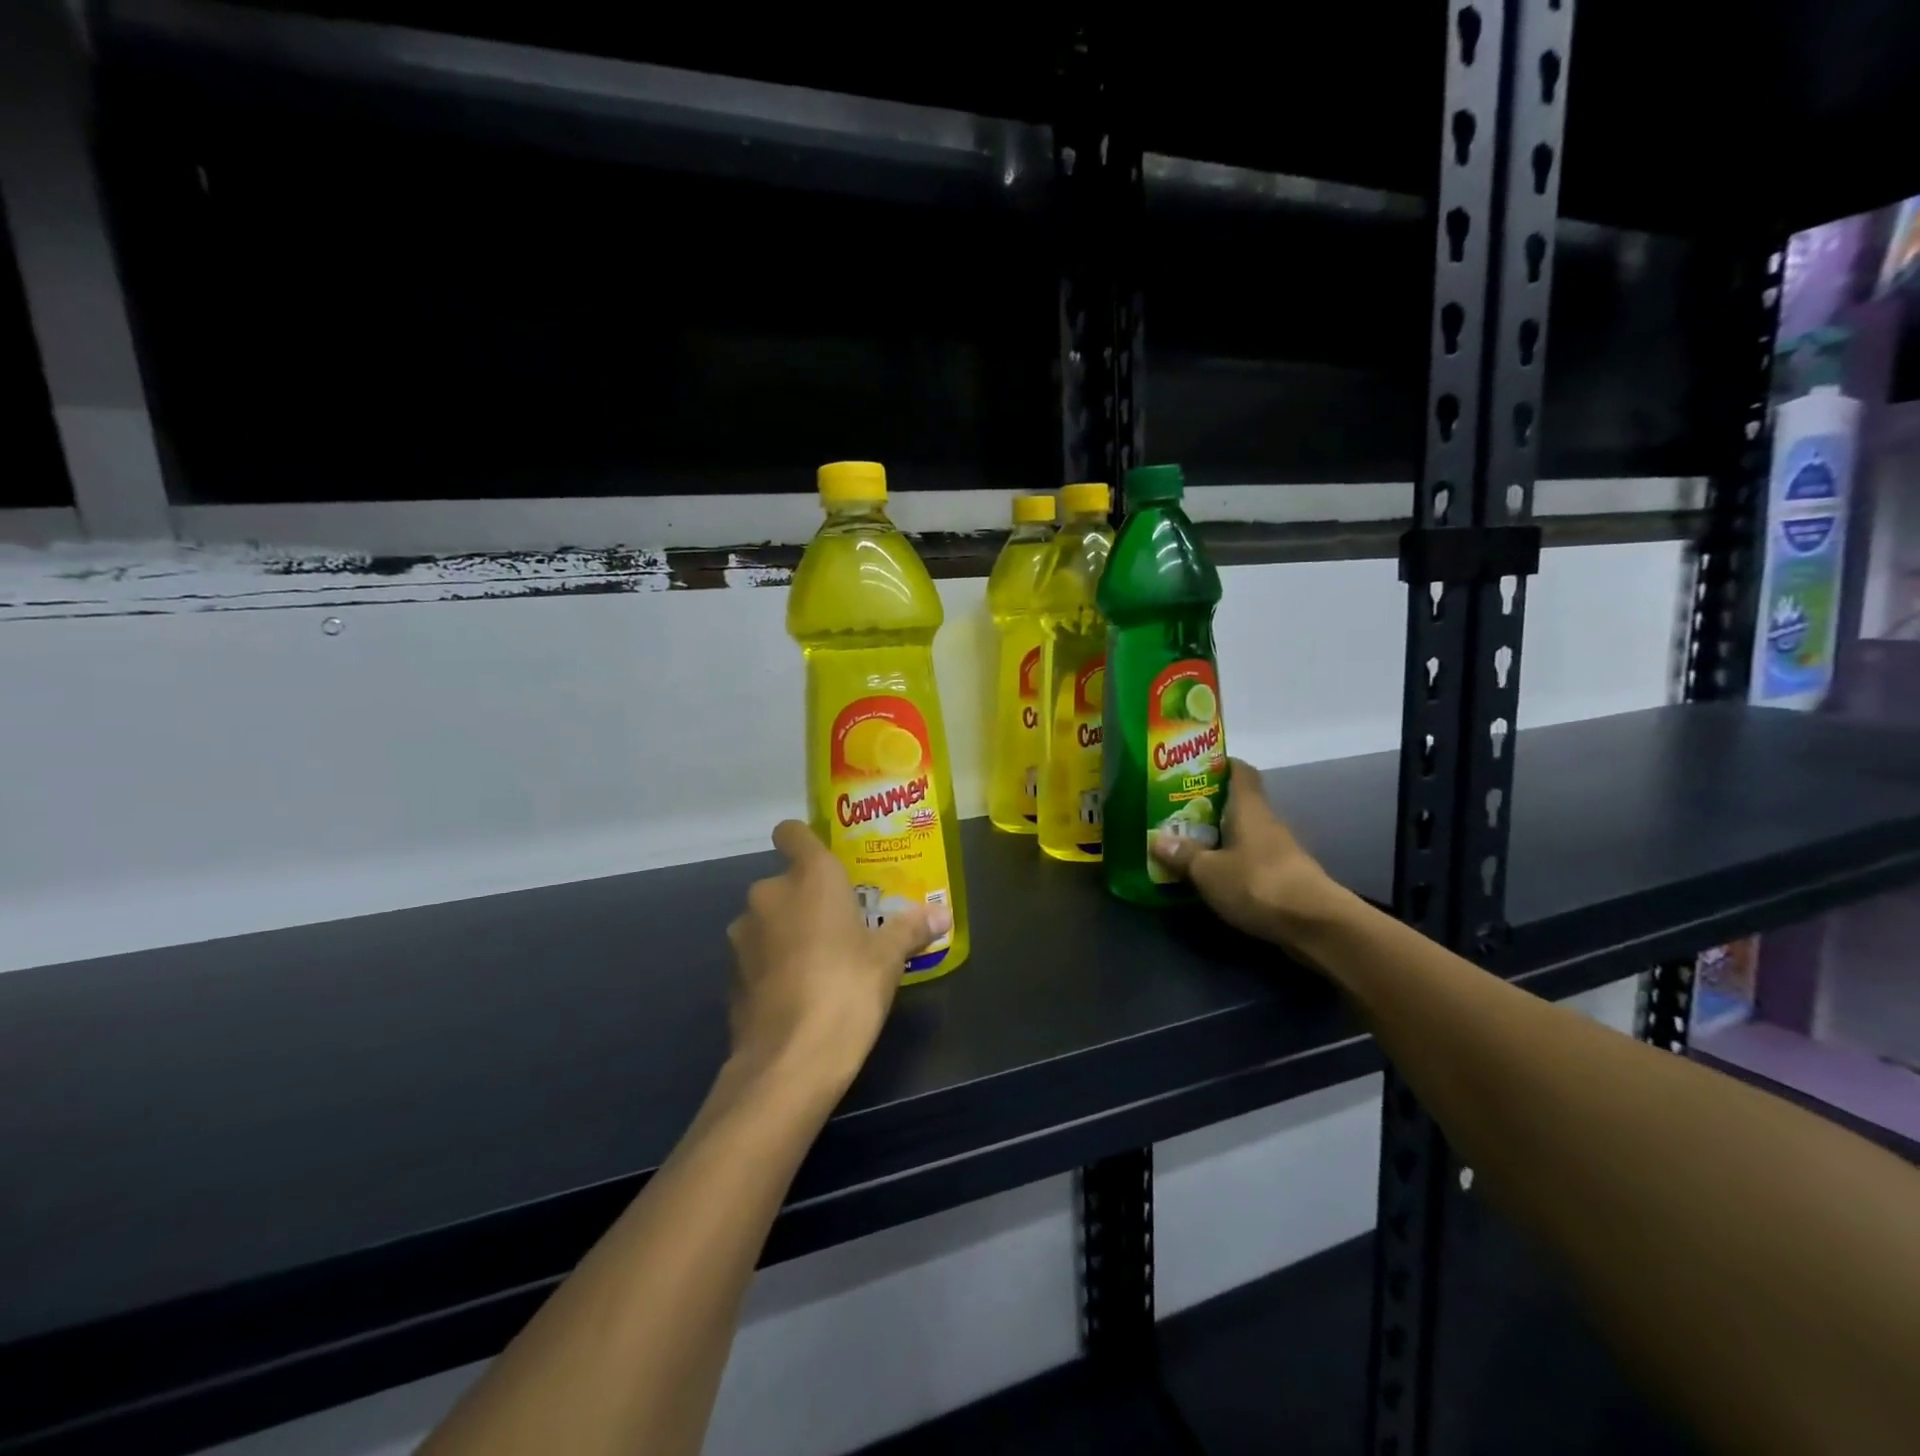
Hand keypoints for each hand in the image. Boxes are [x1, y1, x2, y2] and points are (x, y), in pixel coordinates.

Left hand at [726, 821, 951, 1089]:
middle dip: (806, 900)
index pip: (792, 833)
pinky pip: (756, 958)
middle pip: (785, 883)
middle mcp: (768, 895)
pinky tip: (797, 994)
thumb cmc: (847, 988)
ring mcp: (742, 936)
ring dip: (787, 933)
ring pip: (767, 921)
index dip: (803, 839)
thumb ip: (910, 928)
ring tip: (819, 962)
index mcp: (809, 877)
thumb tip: (942, 914)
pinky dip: (772, 966)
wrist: (789, 1060)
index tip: (823, 858)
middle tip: (840, 925)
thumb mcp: (889, 958)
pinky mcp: (730, 976)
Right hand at [1150, 760, 1335, 945]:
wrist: (1314, 925)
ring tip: (1187, 844)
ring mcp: (1279, 851)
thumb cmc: (1257, 883)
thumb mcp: (1208, 871)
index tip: (1194, 769)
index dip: (1220, 765)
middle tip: (1176, 811)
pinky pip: (1251, 859)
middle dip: (1209, 806)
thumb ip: (1183, 854)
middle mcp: (1267, 823)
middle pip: (1239, 804)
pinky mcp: (1285, 877)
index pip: (1241, 772)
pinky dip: (1231, 862)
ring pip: (1244, 834)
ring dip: (1219, 837)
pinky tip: (1212, 875)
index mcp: (1249, 809)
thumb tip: (1157, 839)